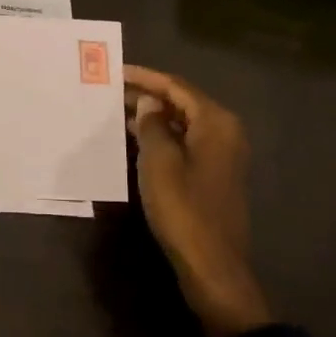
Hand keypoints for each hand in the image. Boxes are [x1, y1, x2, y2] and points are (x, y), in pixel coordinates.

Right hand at [124, 65, 269, 336]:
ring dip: (153, 116)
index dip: (145, 77)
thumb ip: (152, 125)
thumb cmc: (183, 209)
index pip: (177, 87)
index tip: (115, 71)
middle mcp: (225, 132)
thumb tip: (148, 104)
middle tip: (111, 90)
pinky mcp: (214, 176)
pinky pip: (185, 143)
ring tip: (117, 112)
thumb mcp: (159, 162)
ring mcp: (222, 156)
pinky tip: (136, 140)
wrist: (212, 265)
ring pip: (183, 123)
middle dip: (147, 95)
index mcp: (216, 123)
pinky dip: (162, 137)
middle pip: (182, 102)